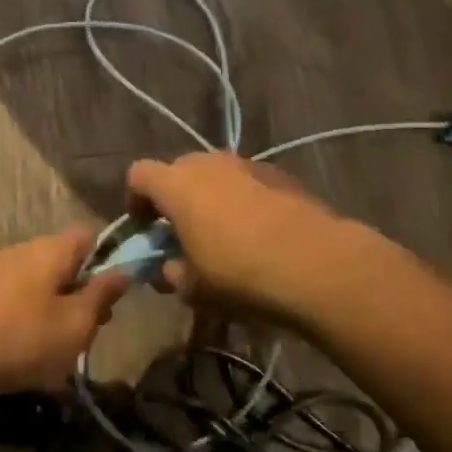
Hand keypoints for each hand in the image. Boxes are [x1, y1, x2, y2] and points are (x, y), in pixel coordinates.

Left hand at [0, 231, 130, 400]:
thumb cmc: (19, 341)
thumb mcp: (74, 324)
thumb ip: (102, 295)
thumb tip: (124, 269)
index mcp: (50, 249)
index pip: (90, 236)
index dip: (109, 261)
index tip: (114, 297)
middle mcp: (21, 251)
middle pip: (65, 264)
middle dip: (82, 296)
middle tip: (88, 334)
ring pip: (41, 288)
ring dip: (56, 316)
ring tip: (59, 356)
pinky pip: (15, 305)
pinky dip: (28, 326)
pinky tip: (27, 361)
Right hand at [125, 153, 352, 323]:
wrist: (316, 264)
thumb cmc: (239, 274)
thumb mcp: (193, 288)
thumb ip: (171, 273)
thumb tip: (169, 267)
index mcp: (177, 185)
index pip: (139, 175)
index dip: (135, 200)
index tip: (144, 228)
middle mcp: (209, 163)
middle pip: (179, 170)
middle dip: (175, 197)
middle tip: (183, 233)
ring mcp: (248, 164)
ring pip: (216, 174)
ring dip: (211, 198)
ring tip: (223, 234)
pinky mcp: (281, 175)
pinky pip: (247, 183)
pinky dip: (243, 201)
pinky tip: (258, 234)